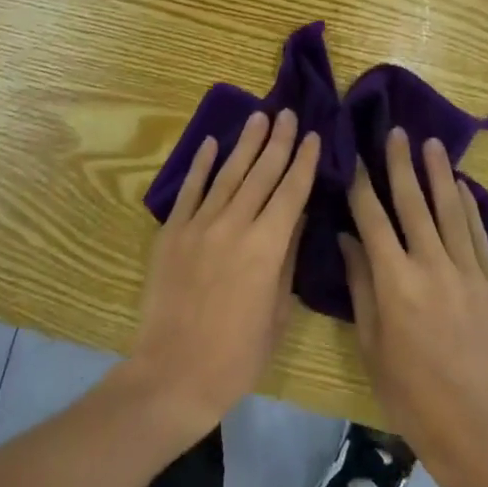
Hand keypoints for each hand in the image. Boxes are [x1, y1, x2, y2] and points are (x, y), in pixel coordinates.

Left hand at [121, 108, 318, 443]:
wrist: (173, 374)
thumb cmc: (236, 355)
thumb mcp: (277, 313)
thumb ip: (287, 260)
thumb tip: (297, 217)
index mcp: (266, 247)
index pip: (291, 192)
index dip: (304, 162)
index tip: (314, 136)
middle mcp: (234, 225)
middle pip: (262, 173)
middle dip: (279, 141)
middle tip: (288, 113)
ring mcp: (200, 224)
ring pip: (228, 173)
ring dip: (246, 143)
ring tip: (259, 116)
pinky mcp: (173, 231)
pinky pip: (190, 189)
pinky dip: (201, 164)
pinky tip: (211, 143)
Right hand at [339, 128, 487, 486]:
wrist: (479, 430)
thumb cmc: (412, 394)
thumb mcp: (372, 344)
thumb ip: (360, 285)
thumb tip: (347, 238)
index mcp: (396, 281)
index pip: (373, 218)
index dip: (361, 183)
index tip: (354, 154)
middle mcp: (432, 265)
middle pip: (413, 202)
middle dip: (401, 163)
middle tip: (396, 132)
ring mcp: (468, 272)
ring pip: (450, 209)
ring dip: (439, 173)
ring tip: (431, 143)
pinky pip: (480, 234)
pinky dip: (470, 206)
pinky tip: (462, 186)